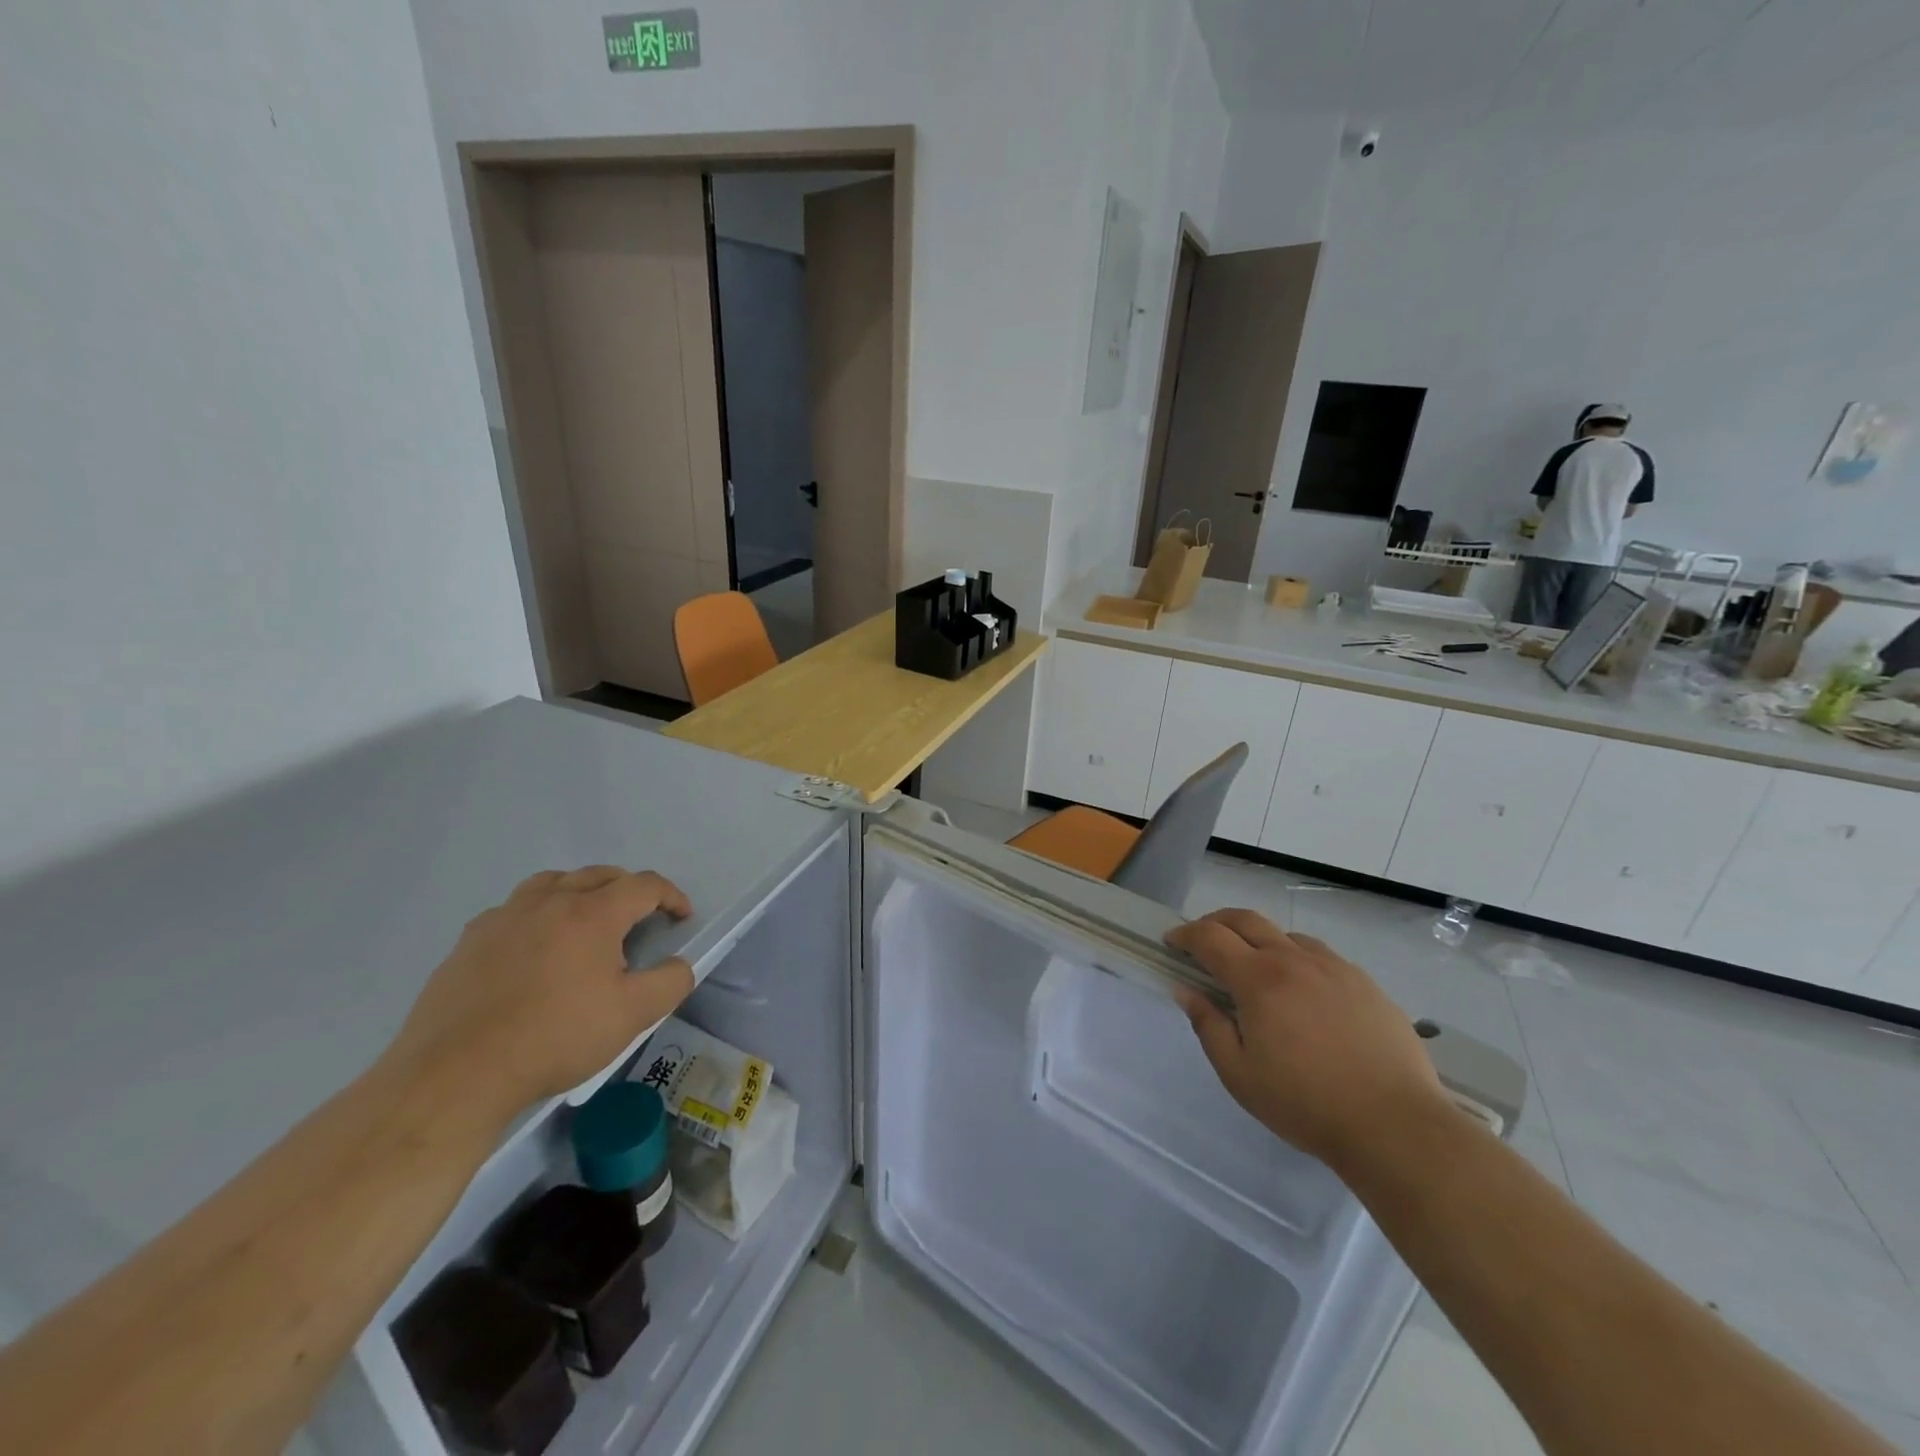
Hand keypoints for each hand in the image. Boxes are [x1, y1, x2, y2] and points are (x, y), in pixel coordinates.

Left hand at [387, 867, 694, 1114]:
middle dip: (628, 889)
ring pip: (552, 883)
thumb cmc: (555, 1038)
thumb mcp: (632, 1016)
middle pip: (599, 875)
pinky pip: (513, 910)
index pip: (644, 885)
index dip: (671, 895)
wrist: (458, 1074)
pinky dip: (536, 915)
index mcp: (592, 914)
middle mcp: (549, 902)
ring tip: (586, 920)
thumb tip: (677, 964)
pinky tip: (533, 948)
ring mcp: (504, 918)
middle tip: (640, 916)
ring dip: (579, 891)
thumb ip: (670, 982)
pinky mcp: (469, 942)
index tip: (681, 916)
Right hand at [1167, 908, 1450, 1169]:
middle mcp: (1294, 960)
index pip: (1210, 938)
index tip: (1171, 943)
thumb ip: (1208, 1026)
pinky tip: (1302, 990)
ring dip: (1258, 939)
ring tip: (1253, 968)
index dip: (1185, 935)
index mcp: (1258, 979)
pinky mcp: (1364, 983)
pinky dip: (1295, 957)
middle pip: (1245, 919)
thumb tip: (1185, 990)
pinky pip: (1320, 955)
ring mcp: (1334, 967)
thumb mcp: (1239, 1075)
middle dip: (1215, 923)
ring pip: (1285, 934)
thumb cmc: (1306, 1104)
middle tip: (1202, 941)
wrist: (1396, 1126)